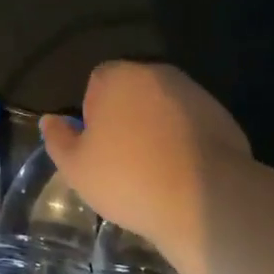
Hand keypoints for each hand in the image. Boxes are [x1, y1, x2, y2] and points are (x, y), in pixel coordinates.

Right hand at [41, 62, 249, 251]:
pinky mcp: (223, 116)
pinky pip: (192, 125)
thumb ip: (58, 138)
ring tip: (155, 170)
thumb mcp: (76, 167)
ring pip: (164, 107)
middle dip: (126, 117)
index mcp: (117, 77)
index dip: (94, 113)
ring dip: (157, 128)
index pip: (97, 82)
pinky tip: (183, 174)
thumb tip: (50, 120)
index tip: (98, 146)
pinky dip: (186, 141)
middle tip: (123, 158)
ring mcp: (194, 93)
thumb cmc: (128, 178)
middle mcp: (156, 74)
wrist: (205, 199)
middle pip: (132, 91)